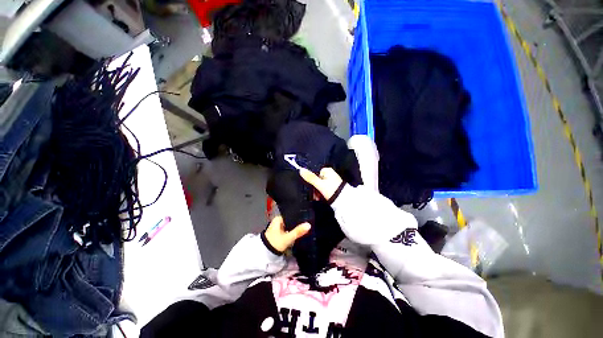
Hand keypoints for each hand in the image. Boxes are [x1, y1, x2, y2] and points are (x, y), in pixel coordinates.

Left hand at [264, 216, 310, 252]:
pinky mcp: (279, 234)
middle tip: (307, 225)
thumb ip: (298, 231)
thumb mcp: (288, 238)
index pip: (291, 215)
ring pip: (290, 226)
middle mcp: (278, 221)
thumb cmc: (275, 243)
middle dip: (298, 224)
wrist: (265, 255)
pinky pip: (288, 230)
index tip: (307, 219)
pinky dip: (292, 232)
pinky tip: (299, 234)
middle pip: (291, 221)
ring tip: (305, 229)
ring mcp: (278, 228)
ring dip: (295, 229)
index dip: (299, 218)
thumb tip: (309, 225)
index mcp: (278, 219)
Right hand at [299, 167, 343, 200]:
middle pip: (317, 180)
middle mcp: (330, 174)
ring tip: (318, 198)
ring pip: (319, 185)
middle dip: (314, 188)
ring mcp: (331, 181)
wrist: (343, 202)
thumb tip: (301, 170)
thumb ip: (310, 177)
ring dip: (317, 192)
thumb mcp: (319, 184)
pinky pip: (323, 189)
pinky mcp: (332, 188)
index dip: (311, 180)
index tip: (310, 187)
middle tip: (314, 195)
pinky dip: (321, 193)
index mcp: (328, 170)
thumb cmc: (332, 190)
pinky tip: (321, 198)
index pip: (315, 173)